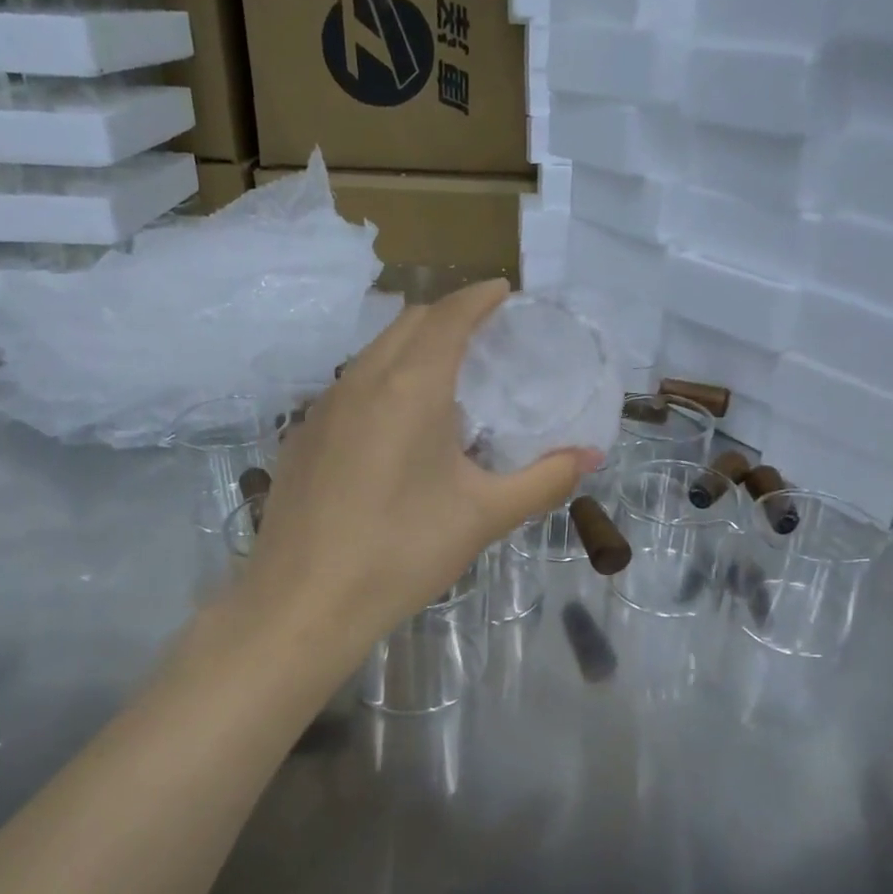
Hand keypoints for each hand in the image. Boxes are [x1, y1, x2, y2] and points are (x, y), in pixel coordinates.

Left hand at [227, 281, 603, 666]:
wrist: (304, 603)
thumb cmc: (403, 551)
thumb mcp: (484, 516)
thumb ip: (544, 481)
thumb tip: (591, 457)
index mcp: (410, 387)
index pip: (449, 317)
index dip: (479, 297)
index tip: (504, 290)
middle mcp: (361, 381)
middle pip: (407, 323)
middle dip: (447, 315)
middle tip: (483, 333)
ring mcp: (323, 408)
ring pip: (372, 353)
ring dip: (411, 346)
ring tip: (444, 375)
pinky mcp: (302, 437)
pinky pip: (348, 387)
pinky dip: (381, 381)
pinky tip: (393, 427)